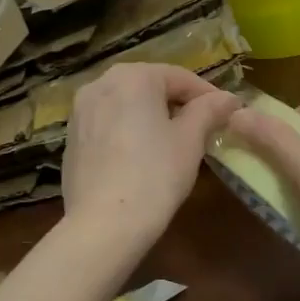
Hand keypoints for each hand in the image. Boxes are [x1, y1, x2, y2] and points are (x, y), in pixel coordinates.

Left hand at [61, 63, 241, 256]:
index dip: (208, 95)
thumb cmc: (154, 175)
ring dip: (151, 117)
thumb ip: (209, 111)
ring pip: (127, 104)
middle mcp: (101, 83)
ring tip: (174, 142)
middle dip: (177, 104)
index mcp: (133, 76)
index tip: (228, 114)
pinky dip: (128, 131)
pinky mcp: (71, 137)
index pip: (180, 77)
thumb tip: (228, 98)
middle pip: (150, 86)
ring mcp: (80, 110)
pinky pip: (108, 124)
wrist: (102, 224)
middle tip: (203, 128)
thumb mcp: (190, 141)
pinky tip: (141, 157)